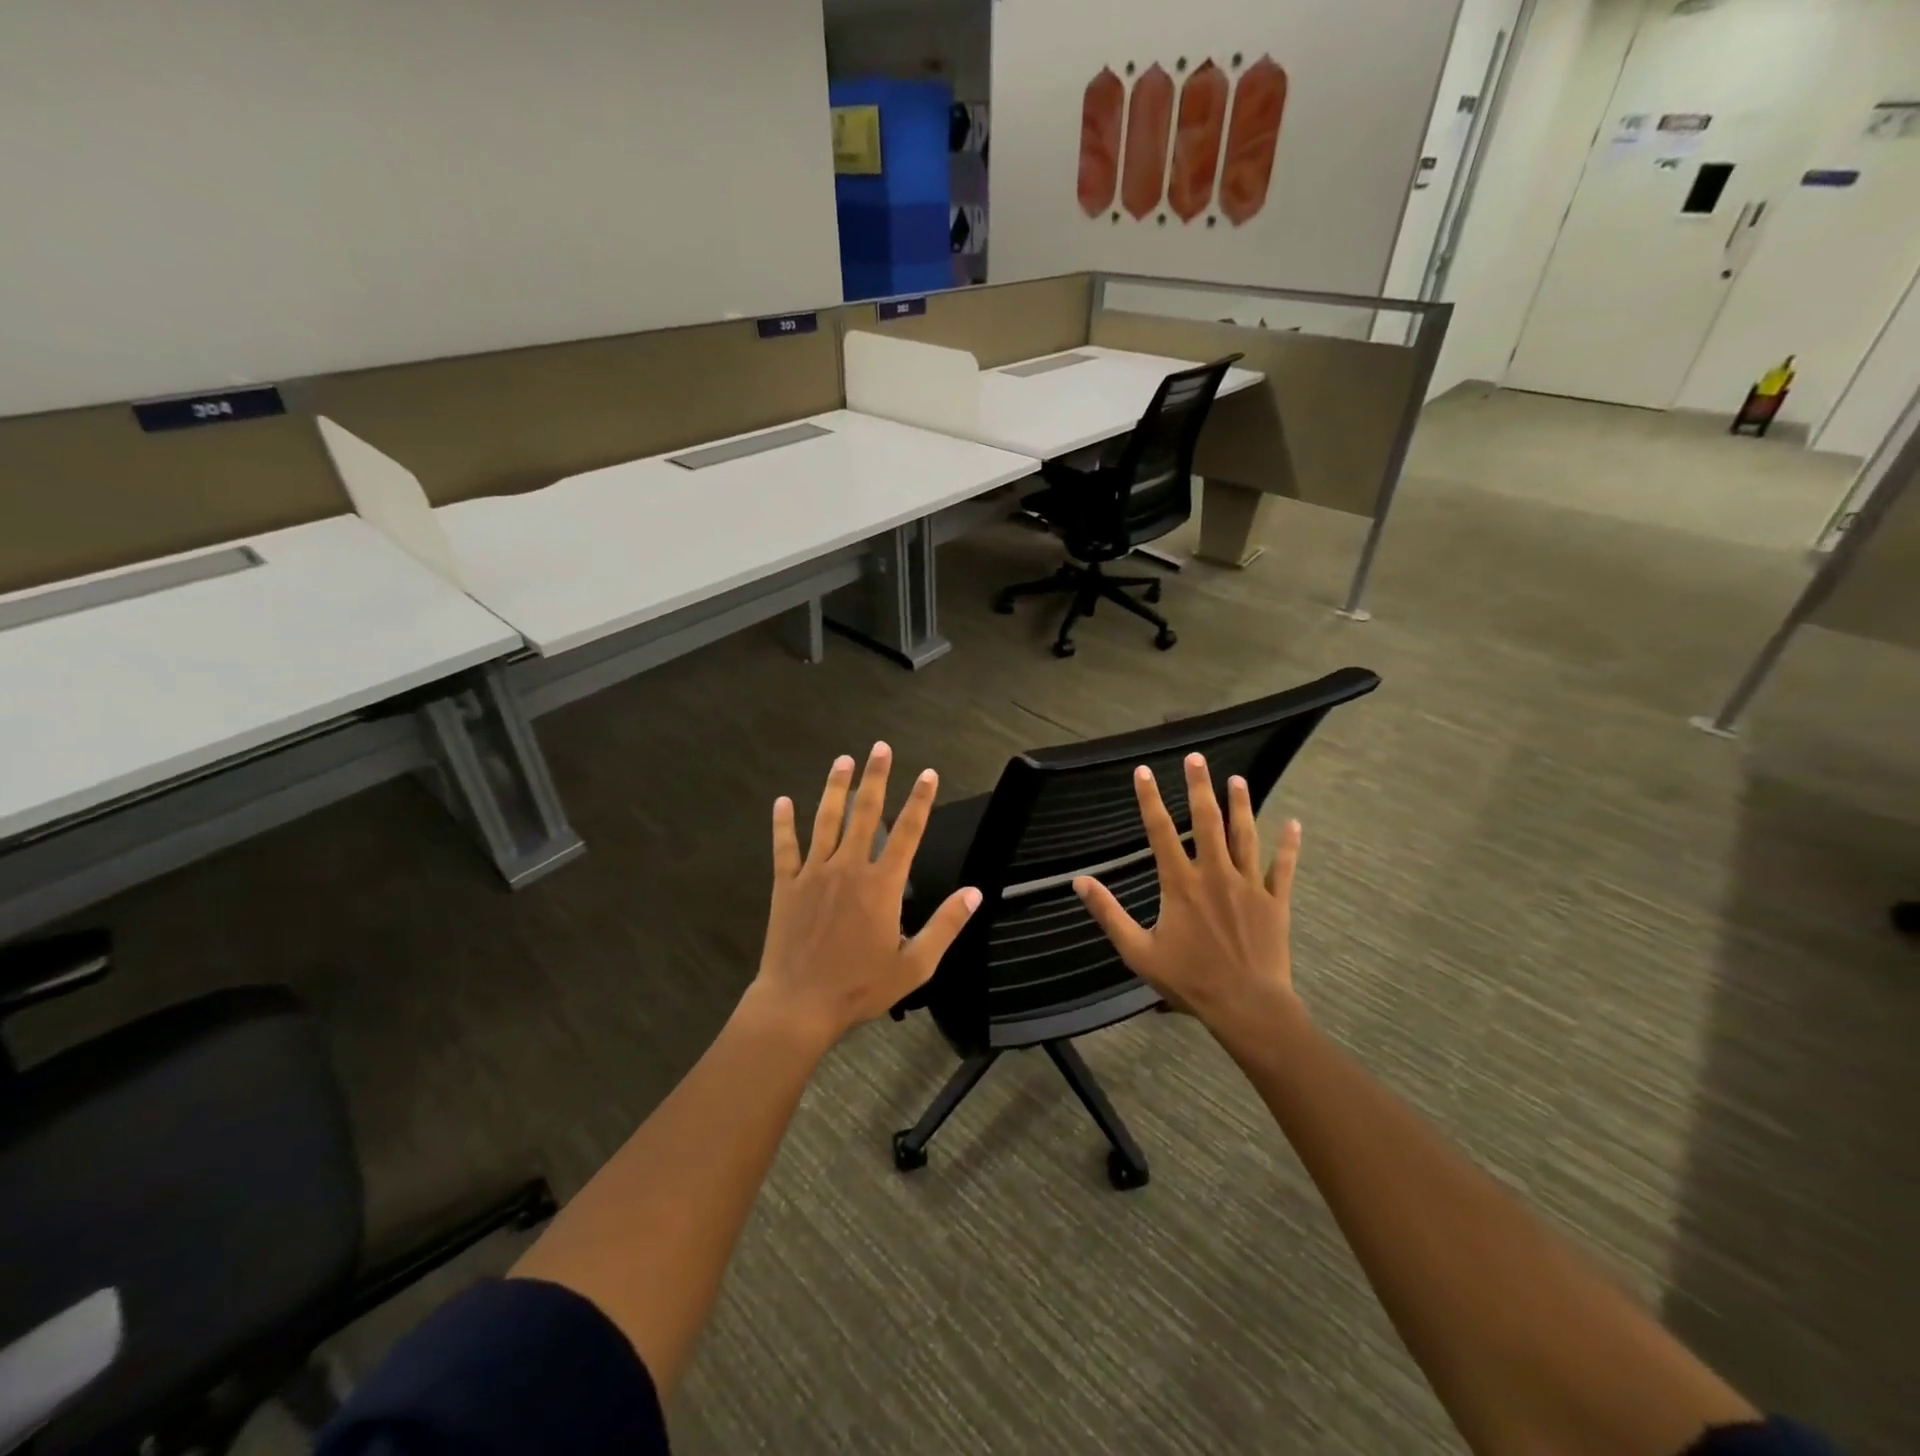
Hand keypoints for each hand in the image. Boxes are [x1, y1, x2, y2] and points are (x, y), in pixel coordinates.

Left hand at [751, 742, 980, 1048]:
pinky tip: (782, 801)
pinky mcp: (785, 885)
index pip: (907, 831)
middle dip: (875, 777)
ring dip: (835, 788)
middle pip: (865, 813)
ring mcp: (813, 874)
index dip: (920, 800)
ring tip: (842, 760)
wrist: (799, 1004)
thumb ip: (946, 925)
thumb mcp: (915, 965)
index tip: (928, 773)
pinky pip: (784, 847)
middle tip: (880, 748)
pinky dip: (783, 823)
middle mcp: (849, 869)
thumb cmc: (860, 986)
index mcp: (882, 885)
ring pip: (826, 821)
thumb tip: (976, 892)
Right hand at [1073, 753, 1304, 1033]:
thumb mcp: (1137, 950)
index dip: (1149, 799)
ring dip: (1240, 805)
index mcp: (1180, 883)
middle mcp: (1215, 874)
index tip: (1143, 771)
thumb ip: (1108, 913)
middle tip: (1196, 758)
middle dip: (1199, 787)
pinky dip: (1289, 845)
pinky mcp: (1275, 902)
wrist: (1247, 1006)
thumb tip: (1079, 881)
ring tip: (1236, 779)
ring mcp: (1249, 885)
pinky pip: (1284, 867)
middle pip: (1207, 821)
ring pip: (1244, 835)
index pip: (1160, 831)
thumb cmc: (1189, 980)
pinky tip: (1293, 822)